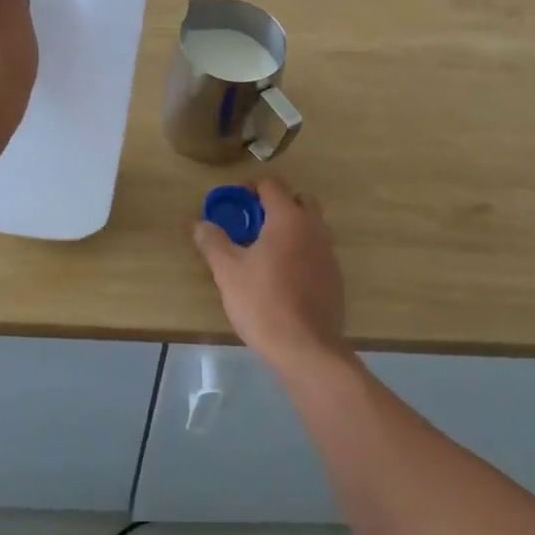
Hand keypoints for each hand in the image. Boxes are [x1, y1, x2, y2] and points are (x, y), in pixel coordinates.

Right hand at [194, 178, 347, 372]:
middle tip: (251, 223)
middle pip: (298, 200)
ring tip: (264, 250)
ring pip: (310, 226)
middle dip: (275, 204)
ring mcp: (328, 253)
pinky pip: (316, 251)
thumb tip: (200, 224)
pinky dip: (300, 251)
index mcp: (288, 218)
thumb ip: (213, 242)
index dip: (250, 187)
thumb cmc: (263, 302)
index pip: (272, 185)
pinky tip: (282, 276)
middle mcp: (314, 228)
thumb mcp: (228, 271)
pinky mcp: (335, 277)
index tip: (233, 202)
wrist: (306, 349)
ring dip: (289, 228)